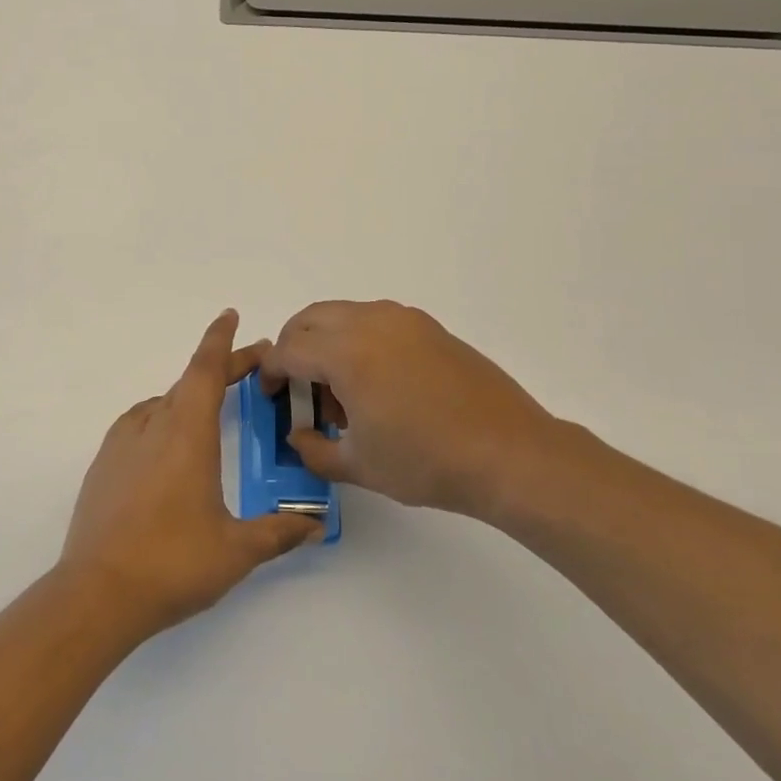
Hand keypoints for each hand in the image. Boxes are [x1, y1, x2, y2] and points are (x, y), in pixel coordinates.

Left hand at [58, 310, 323, 635]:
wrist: (97, 592)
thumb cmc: (172, 563)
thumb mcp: (236, 550)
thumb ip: (278, 532)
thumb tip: (313, 524)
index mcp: (187, 432)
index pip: (206, 370)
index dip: (221, 340)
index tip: (230, 315)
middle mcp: (152, 426)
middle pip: (189, 382)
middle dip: (220, 370)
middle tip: (250, 370)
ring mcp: (121, 443)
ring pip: (162, 403)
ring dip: (190, 397)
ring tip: (212, 412)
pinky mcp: (102, 465)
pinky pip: (139, 425)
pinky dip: (162, 420)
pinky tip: (169, 447)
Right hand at [261, 300, 567, 520]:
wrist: (510, 454)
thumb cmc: (427, 462)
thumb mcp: (359, 466)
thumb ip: (314, 450)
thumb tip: (299, 436)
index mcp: (346, 353)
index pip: (288, 350)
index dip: (269, 373)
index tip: (271, 397)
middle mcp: (370, 322)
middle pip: (309, 319)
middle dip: (292, 349)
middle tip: (298, 388)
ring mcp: (403, 320)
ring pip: (342, 315)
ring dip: (325, 342)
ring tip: (342, 392)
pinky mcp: (429, 327)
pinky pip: (375, 321)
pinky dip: (357, 340)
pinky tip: (377, 384)